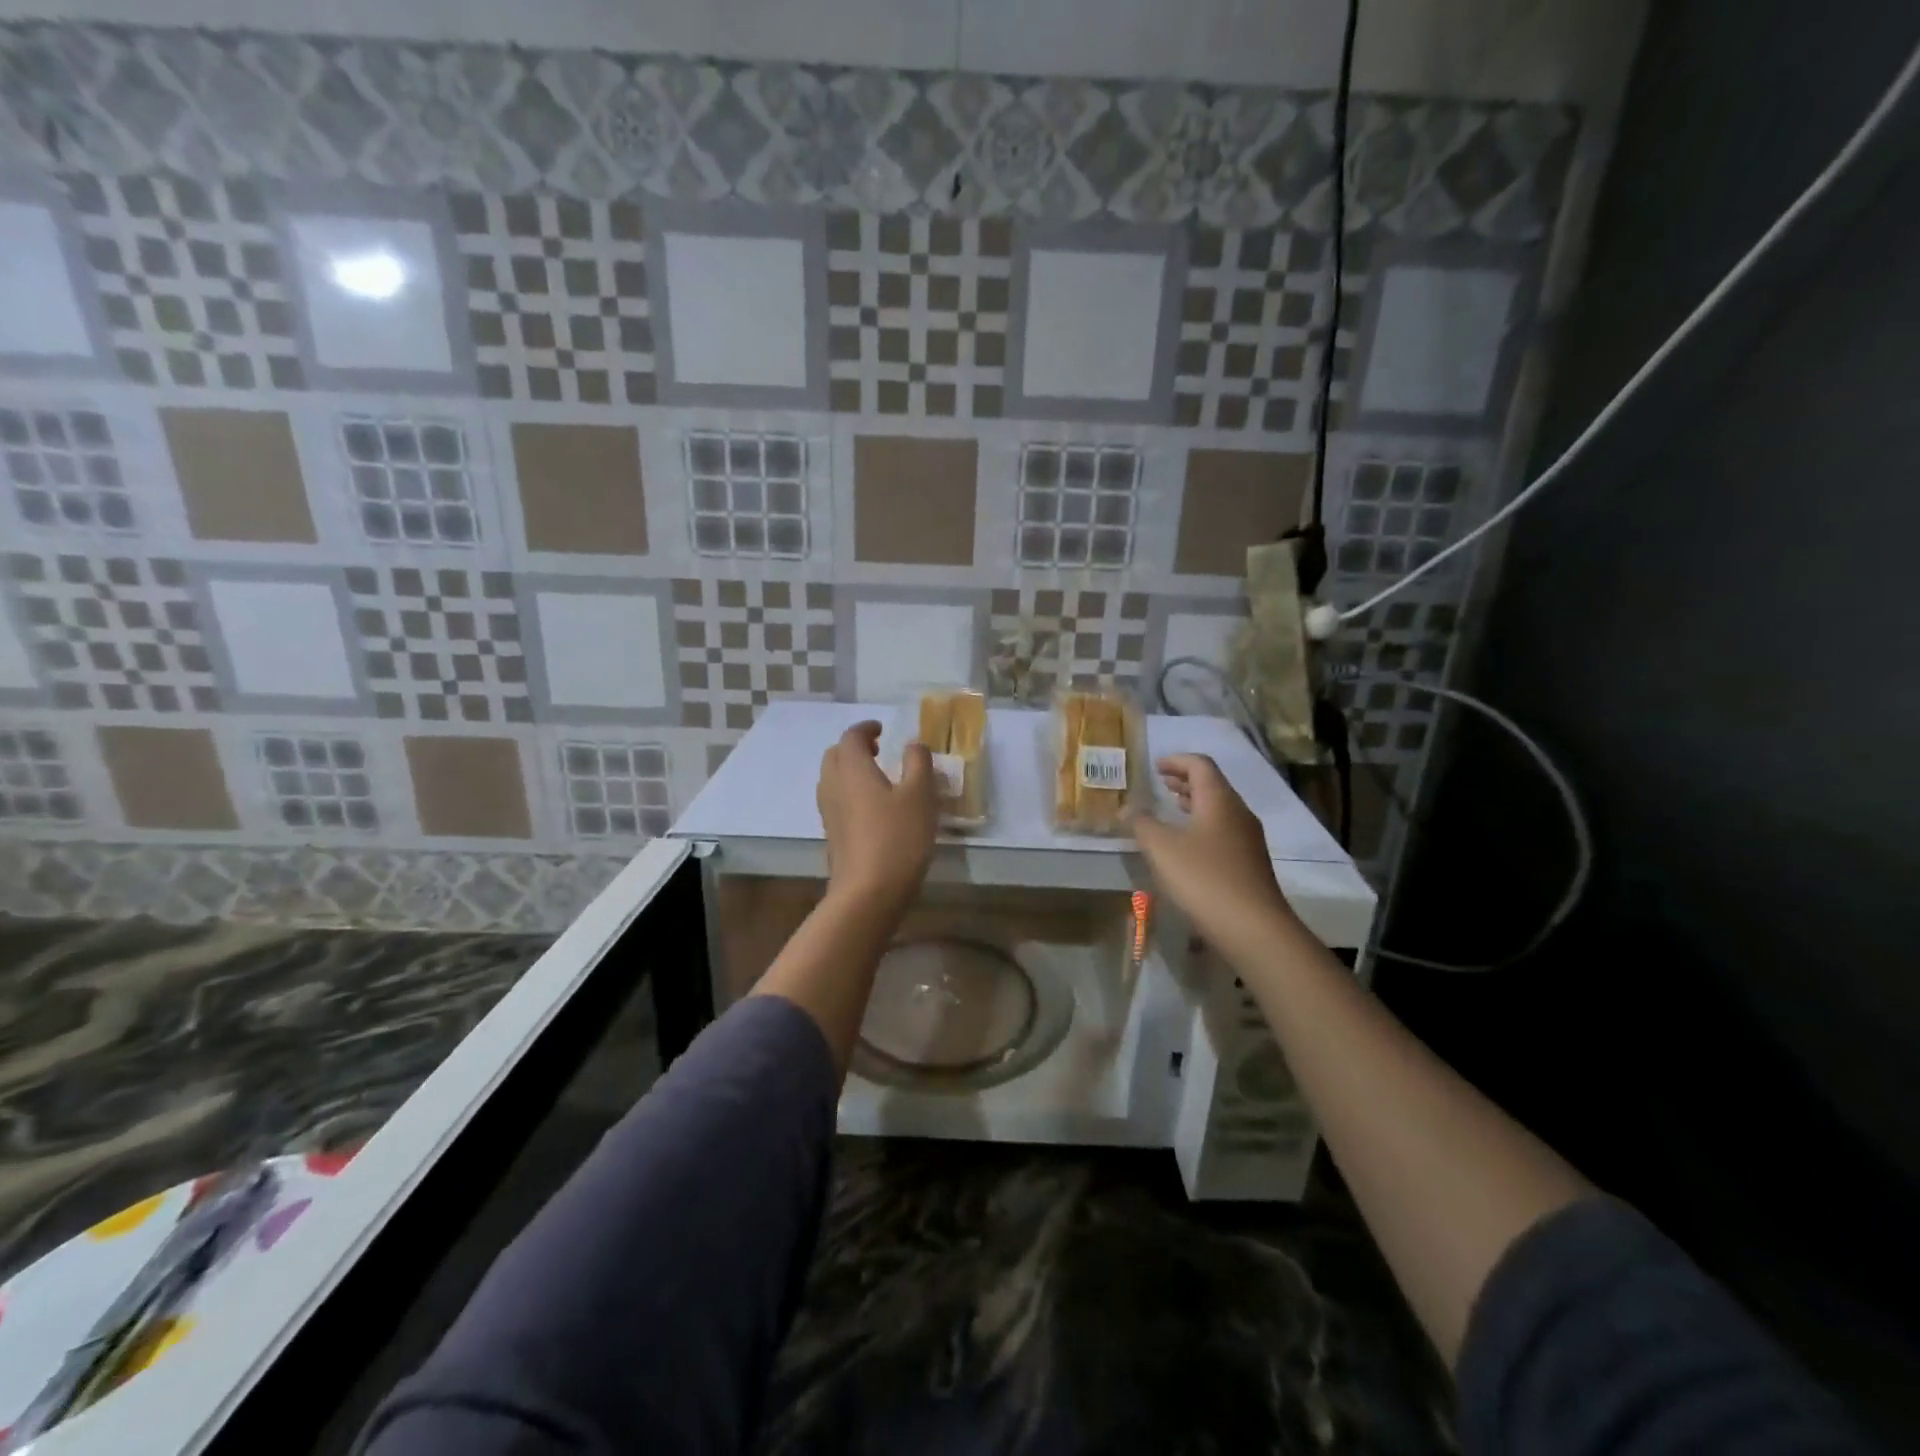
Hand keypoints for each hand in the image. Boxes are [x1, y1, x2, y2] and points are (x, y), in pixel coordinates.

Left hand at [816, 721, 936, 915]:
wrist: (868, 892)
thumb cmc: (898, 837)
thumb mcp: (920, 796)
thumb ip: (918, 763)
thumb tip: (913, 744)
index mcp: (852, 768)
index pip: (851, 736)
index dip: (866, 728)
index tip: (883, 729)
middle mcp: (833, 785)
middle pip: (835, 755)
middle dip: (854, 747)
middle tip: (879, 750)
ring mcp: (828, 812)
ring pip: (832, 778)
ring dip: (851, 770)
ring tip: (878, 777)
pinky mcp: (832, 834)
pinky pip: (836, 800)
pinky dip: (850, 792)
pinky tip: (874, 808)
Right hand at [1132, 754, 1296, 956]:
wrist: (1253, 929)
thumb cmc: (1204, 879)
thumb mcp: (1162, 848)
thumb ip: (1142, 824)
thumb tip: (1128, 808)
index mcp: (1219, 800)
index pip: (1200, 765)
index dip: (1176, 761)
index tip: (1155, 767)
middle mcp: (1238, 813)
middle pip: (1213, 785)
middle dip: (1185, 781)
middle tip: (1160, 784)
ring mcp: (1248, 840)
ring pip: (1219, 810)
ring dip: (1194, 805)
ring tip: (1171, 810)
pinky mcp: (1250, 864)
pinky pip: (1223, 832)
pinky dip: (1202, 827)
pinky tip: (1186, 847)